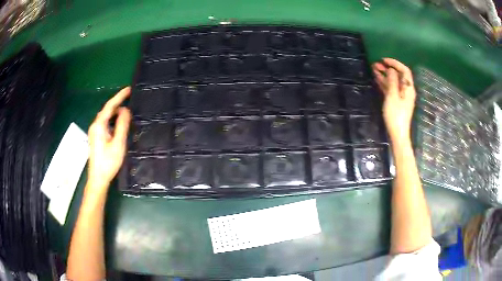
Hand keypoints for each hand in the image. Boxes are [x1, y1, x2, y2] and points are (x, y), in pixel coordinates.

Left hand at [87, 87, 131, 191]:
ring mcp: (94, 132)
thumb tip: (126, 110)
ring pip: (106, 117)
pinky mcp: (96, 137)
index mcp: (99, 125)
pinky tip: (119, 125)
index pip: (110, 106)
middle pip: (107, 110)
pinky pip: (105, 124)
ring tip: (127, 113)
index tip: (129, 89)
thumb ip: (122, 125)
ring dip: (116, 113)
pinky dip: (112, 120)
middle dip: (118, 104)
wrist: (98, 178)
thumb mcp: (118, 143)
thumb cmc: (108, 162)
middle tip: (131, 100)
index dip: (120, 96)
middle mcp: (95, 126)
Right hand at [372, 58, 415, 143]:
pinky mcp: (396, 101)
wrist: (397, 134)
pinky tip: (377, 79)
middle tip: (376, 64)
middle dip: (388, 68)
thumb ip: (392, 81)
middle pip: (398, 75)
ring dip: (384, 75)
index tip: (384, 60)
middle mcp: (406, 90)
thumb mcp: (393, 96)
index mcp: (408, 88)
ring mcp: (401, 96)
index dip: (395, 63)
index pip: (404, 70)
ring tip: (373, 69)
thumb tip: (391, 70)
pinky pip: (391, 88)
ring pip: (393, 81)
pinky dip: (384, 83)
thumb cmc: (395, 115)